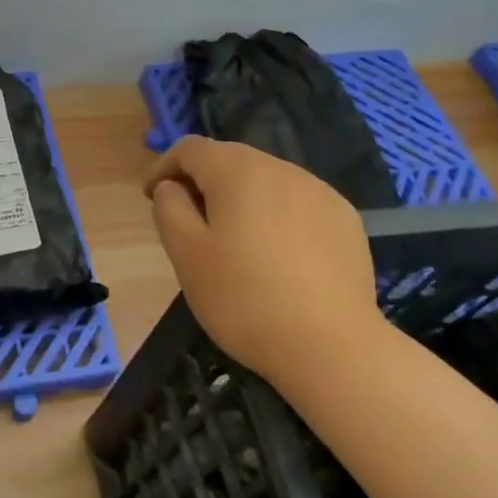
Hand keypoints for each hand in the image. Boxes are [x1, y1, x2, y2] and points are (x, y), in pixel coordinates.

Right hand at [145, 136, 385, 382]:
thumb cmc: (245, 299)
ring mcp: (319, 192)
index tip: (152, 197)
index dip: (164, 166)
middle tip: (189, 220)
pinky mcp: (345, 219)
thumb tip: (173, 187)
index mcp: (237, 172)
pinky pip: (298, 202)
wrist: (332, 348)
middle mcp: (281, 169)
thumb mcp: (186, 255)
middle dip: (203, 180)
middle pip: (230, 159)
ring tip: (234, 238)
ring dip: (241, 197)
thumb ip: (169, 208)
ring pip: (266, 179)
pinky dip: (277, 214)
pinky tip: (278, 253)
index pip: (190, 148)